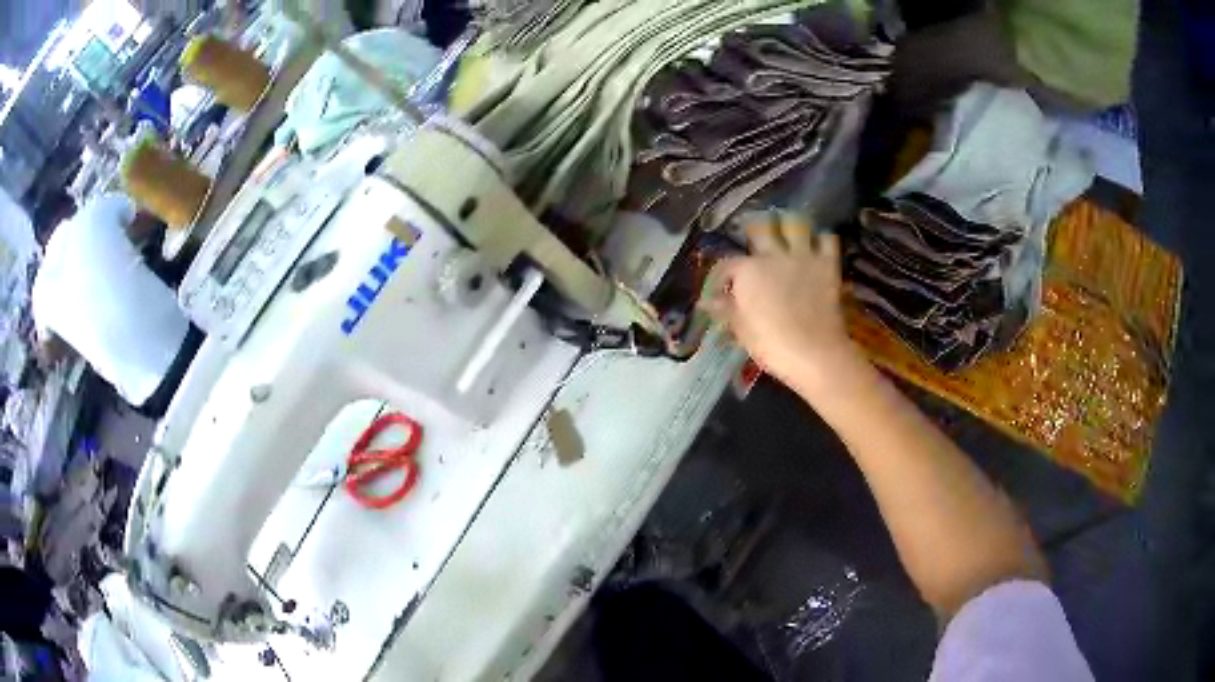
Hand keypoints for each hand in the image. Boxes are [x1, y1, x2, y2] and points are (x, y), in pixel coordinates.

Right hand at [702, 212, 860, 395]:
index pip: (727, 264)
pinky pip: (826, 239)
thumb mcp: (742, 330)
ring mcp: (802, 256)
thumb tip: (707, 301)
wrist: (815, 352)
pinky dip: (821, 239)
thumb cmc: (772, 345)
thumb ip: (726, 310)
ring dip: (789, 226)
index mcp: (747, 271)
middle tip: (756, 240)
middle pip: (761, 228)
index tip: (721, 287)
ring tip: (787, 232)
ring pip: (794, 223)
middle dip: (756, 231)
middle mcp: (773, 255)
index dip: (722, 275)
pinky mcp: (827, 263)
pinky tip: (817, 247)